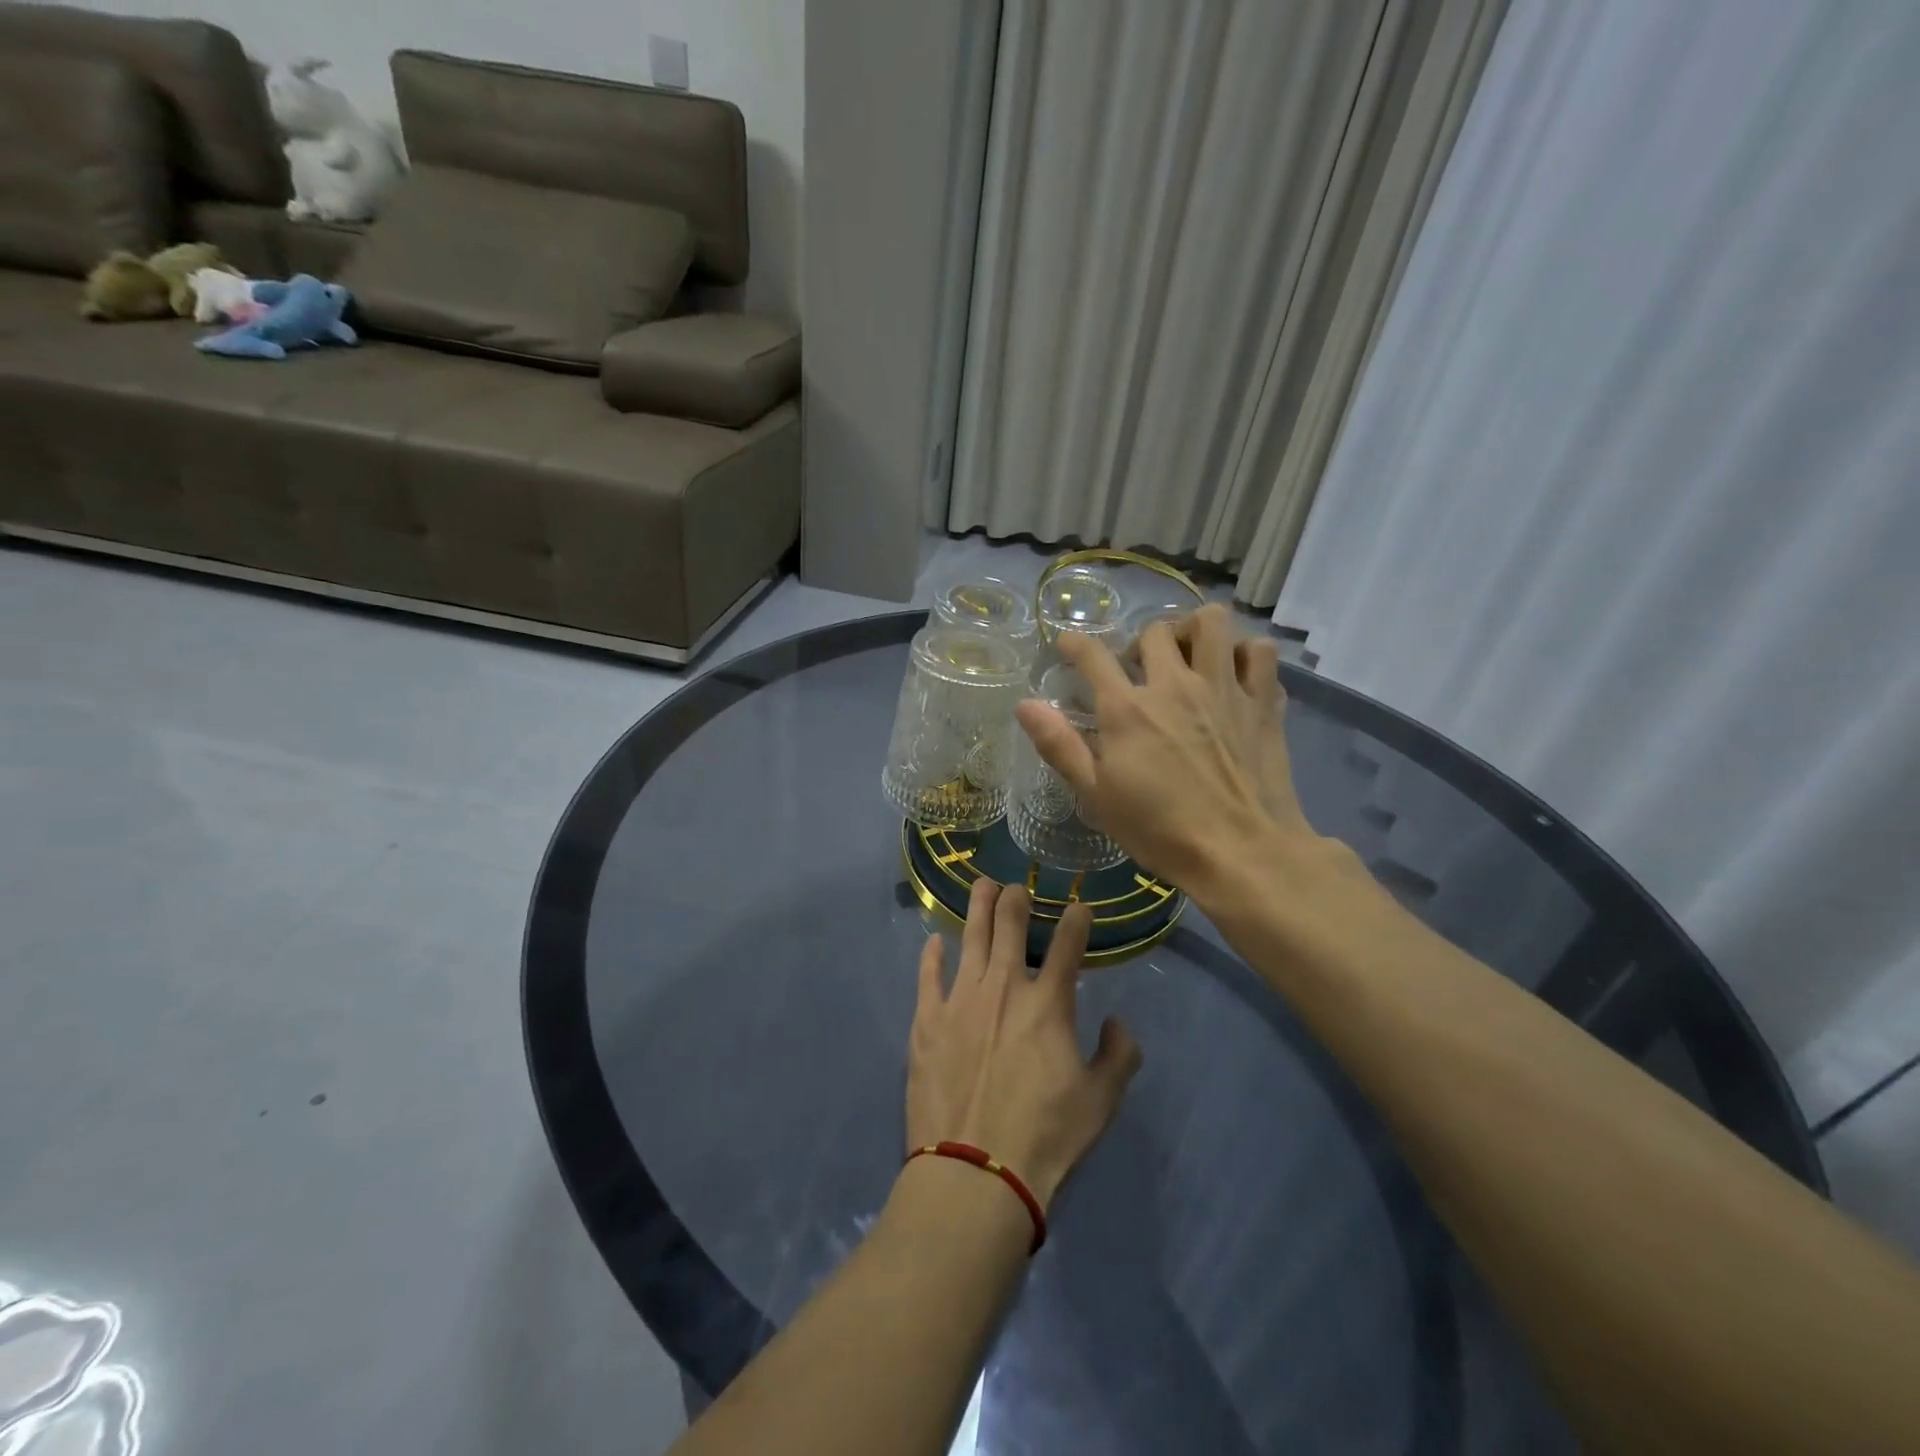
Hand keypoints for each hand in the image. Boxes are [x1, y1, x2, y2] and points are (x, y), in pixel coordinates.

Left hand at [907, 880, 1141, 1210]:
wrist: (975, 1173)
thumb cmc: (1045, 1138)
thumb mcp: (1101, 1102)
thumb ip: (1120, 1055)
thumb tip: (1117, 1022)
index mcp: (1048, 1003)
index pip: (1068, 946)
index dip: (1076, 920)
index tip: (1079, 906)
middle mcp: (1004, 988)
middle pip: (1011, 927)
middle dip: (1017, 899)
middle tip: (1017, 886)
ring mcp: (960, 1000)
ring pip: (971, 938)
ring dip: (978, 908)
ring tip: (982, 885)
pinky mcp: (927, 1021)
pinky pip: (928, 976)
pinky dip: (932, 955)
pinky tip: (935, 941)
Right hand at [1014, 604, 1312, 889]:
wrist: (1241, 853)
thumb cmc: (1161, 831)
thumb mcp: (1096, 795)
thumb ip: (1059, 746)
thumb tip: (1024, 704)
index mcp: (1127, 708)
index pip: (1092, 654)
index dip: (1074, 643)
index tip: (1068, 645)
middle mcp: (1175, 685)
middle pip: (1154, 631)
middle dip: (1140, 642)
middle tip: (1140, 669)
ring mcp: (1224, 688)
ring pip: (1212, 622)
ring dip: (1195, 631)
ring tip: (1190, 655)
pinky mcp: (1263, 702)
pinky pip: (1260, 651)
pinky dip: (1246, 652)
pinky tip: (1235, 673)